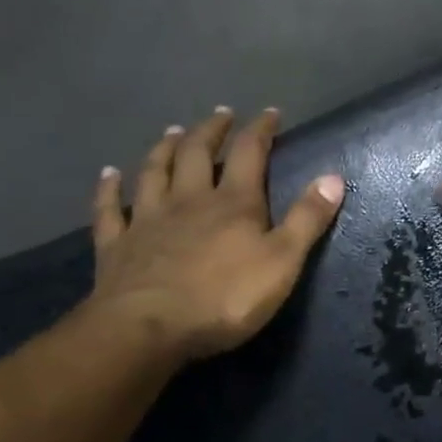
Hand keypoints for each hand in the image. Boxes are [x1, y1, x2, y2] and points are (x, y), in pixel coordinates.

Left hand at [86, 107, 344, 361]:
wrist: (149, 328)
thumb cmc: (225, 298)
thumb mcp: (282, 262)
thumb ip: (307, 219)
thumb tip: (333, 177)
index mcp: (233, 203)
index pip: (249, 154)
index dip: (261, 130)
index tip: (270, 113)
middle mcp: (188, 200)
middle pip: (197, 153)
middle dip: (211, 131)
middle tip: (220, 115)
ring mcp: (147, 220)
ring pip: (154, 172)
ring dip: (164, 149)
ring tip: (172, 132)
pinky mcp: (117, 246)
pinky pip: (109, 209)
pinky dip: (108, 189)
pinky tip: (108, 175)